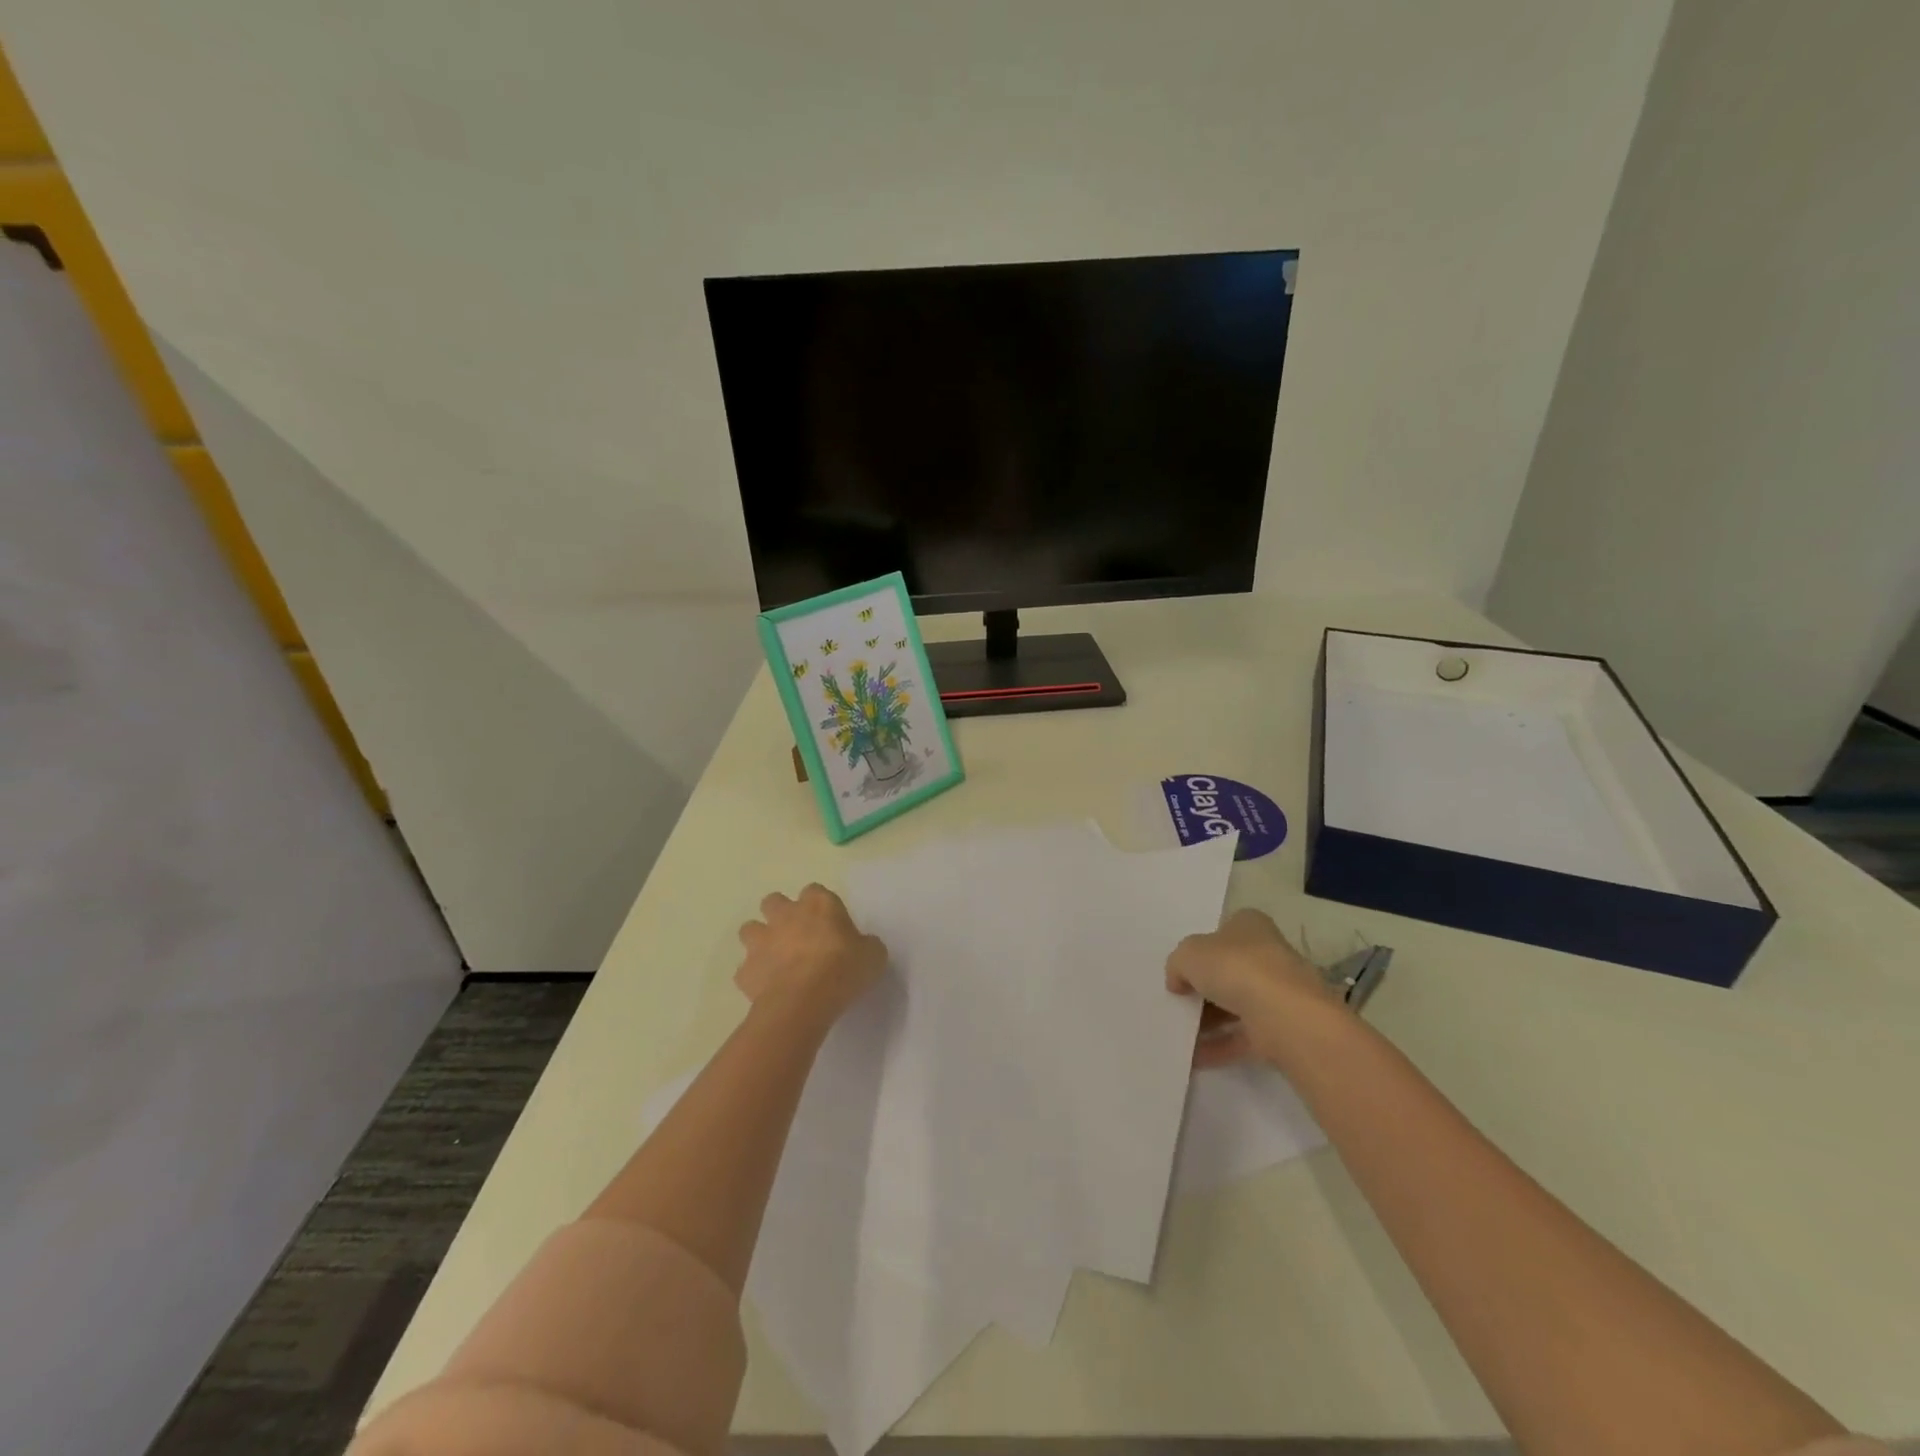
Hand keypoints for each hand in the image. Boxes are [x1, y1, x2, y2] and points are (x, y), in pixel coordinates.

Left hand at [736, 884, 887, 1030]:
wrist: (803, 1002)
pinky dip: (754, 976)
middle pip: (774, 901)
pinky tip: (768, 989)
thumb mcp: (873, 955)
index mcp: (818, 905)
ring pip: (750, 929)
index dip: (820, 906)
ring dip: (760, 940)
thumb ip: (865, 945)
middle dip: (780, 914)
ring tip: (775, 959)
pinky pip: (746, 970)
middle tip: (797, 936)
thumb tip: (862, 946)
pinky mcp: (745, 971)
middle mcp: (785, 915)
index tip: (829, 924)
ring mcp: (761, 941)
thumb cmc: (842, 970)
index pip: (815, 891)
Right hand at [1167, 909, 1342, 1067]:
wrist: (1284, 1015)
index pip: (1222, 932)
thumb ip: (1177, 964)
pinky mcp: (1280, 1029)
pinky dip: (1218, 1047)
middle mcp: (1267, 955)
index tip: (1181, 968)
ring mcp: (1276, 994)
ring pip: (1235, 1005)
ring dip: (1207, 1020)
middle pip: (1228, 970)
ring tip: (1177, 1032)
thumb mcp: (1188, 955)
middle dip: (1202, 987)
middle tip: (1176, 1000)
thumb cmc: (1235, 968)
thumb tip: (1178, 982)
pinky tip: (1192, 1057)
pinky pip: (1241, 1037)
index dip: (1200, 948)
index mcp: (1249, 926)